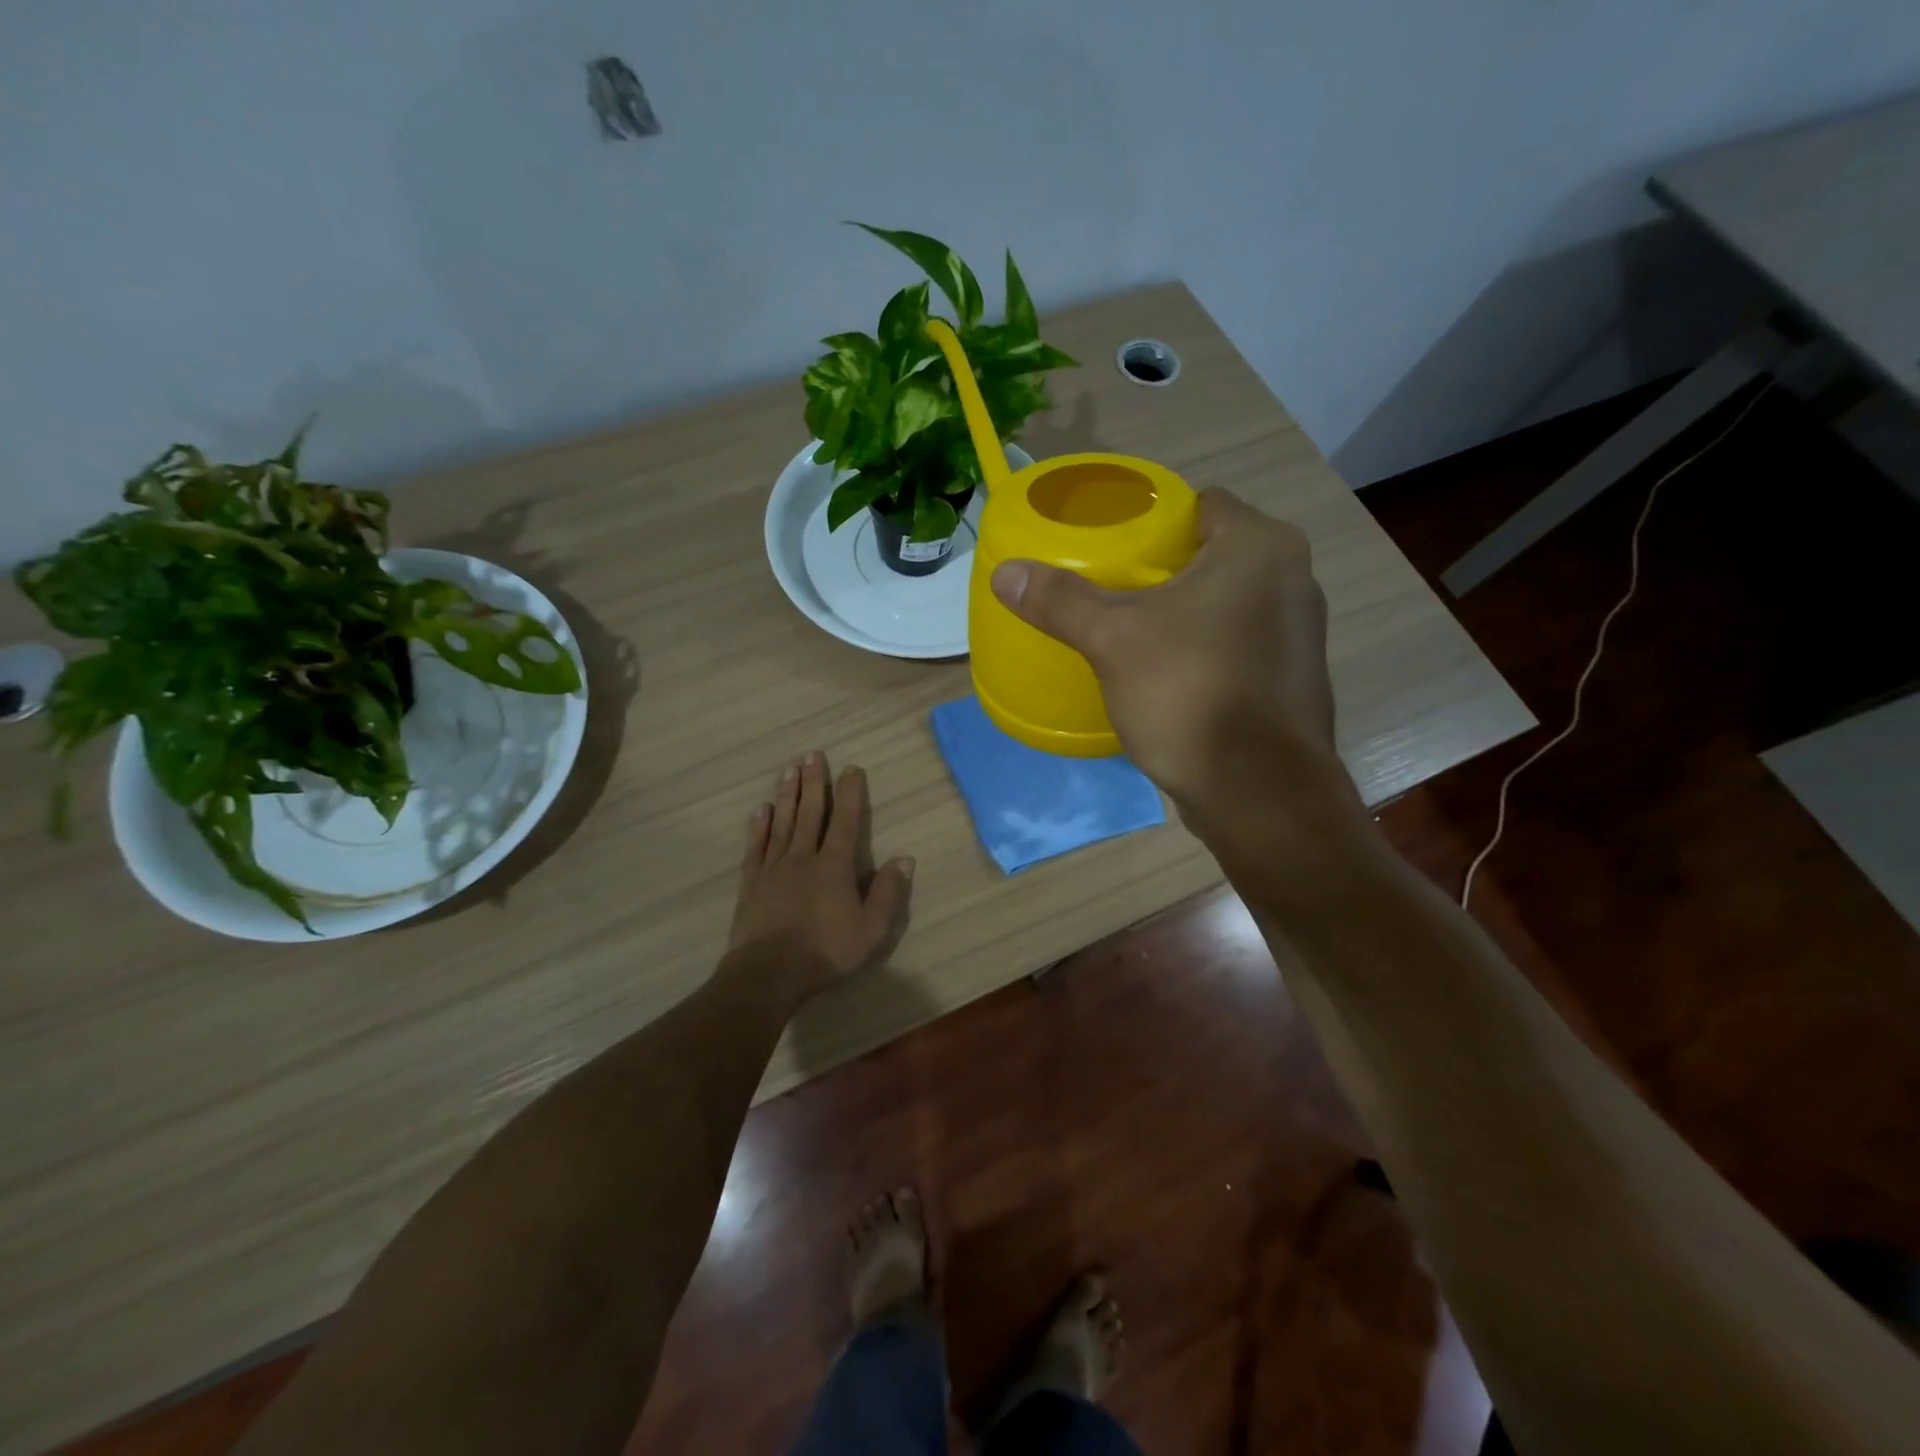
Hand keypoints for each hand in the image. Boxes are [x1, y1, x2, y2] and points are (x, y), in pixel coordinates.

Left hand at [726, 751, 913, 1003]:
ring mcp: (773, 867)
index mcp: (834, 866)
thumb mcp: (871, 929)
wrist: (768, 973)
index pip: (845, 820)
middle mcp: (803, 857)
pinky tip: (761, 810)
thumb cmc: (825, 952)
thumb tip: (905, 858)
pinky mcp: (751, 882)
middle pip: (810, 812)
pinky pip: (756, 846)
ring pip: (782, 822)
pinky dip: (759, 825)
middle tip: (812, 754)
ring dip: (787, 794)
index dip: (849, 792)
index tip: (851, 768)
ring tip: (789, 769)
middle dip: (813, 781)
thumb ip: (888, 893)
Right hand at [990, 489, 1354, 831]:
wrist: (1259, 793)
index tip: (1112, 544)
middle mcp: (1293, 578)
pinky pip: (1237, 643)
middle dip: (1162, 569)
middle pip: (1212, 554)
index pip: (1201, 505)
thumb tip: (1005, 573)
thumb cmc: (1190, 693)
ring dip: (1184, 611)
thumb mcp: (1113, 640)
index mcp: (1260, 547)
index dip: (1154, 519)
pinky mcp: (1291, 679)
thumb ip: (1060, 600)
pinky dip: (1204, 648)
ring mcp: (1300, 633)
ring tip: (1130, 629)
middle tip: (1109, 587)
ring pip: (1226, 603)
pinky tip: (1166, 672)